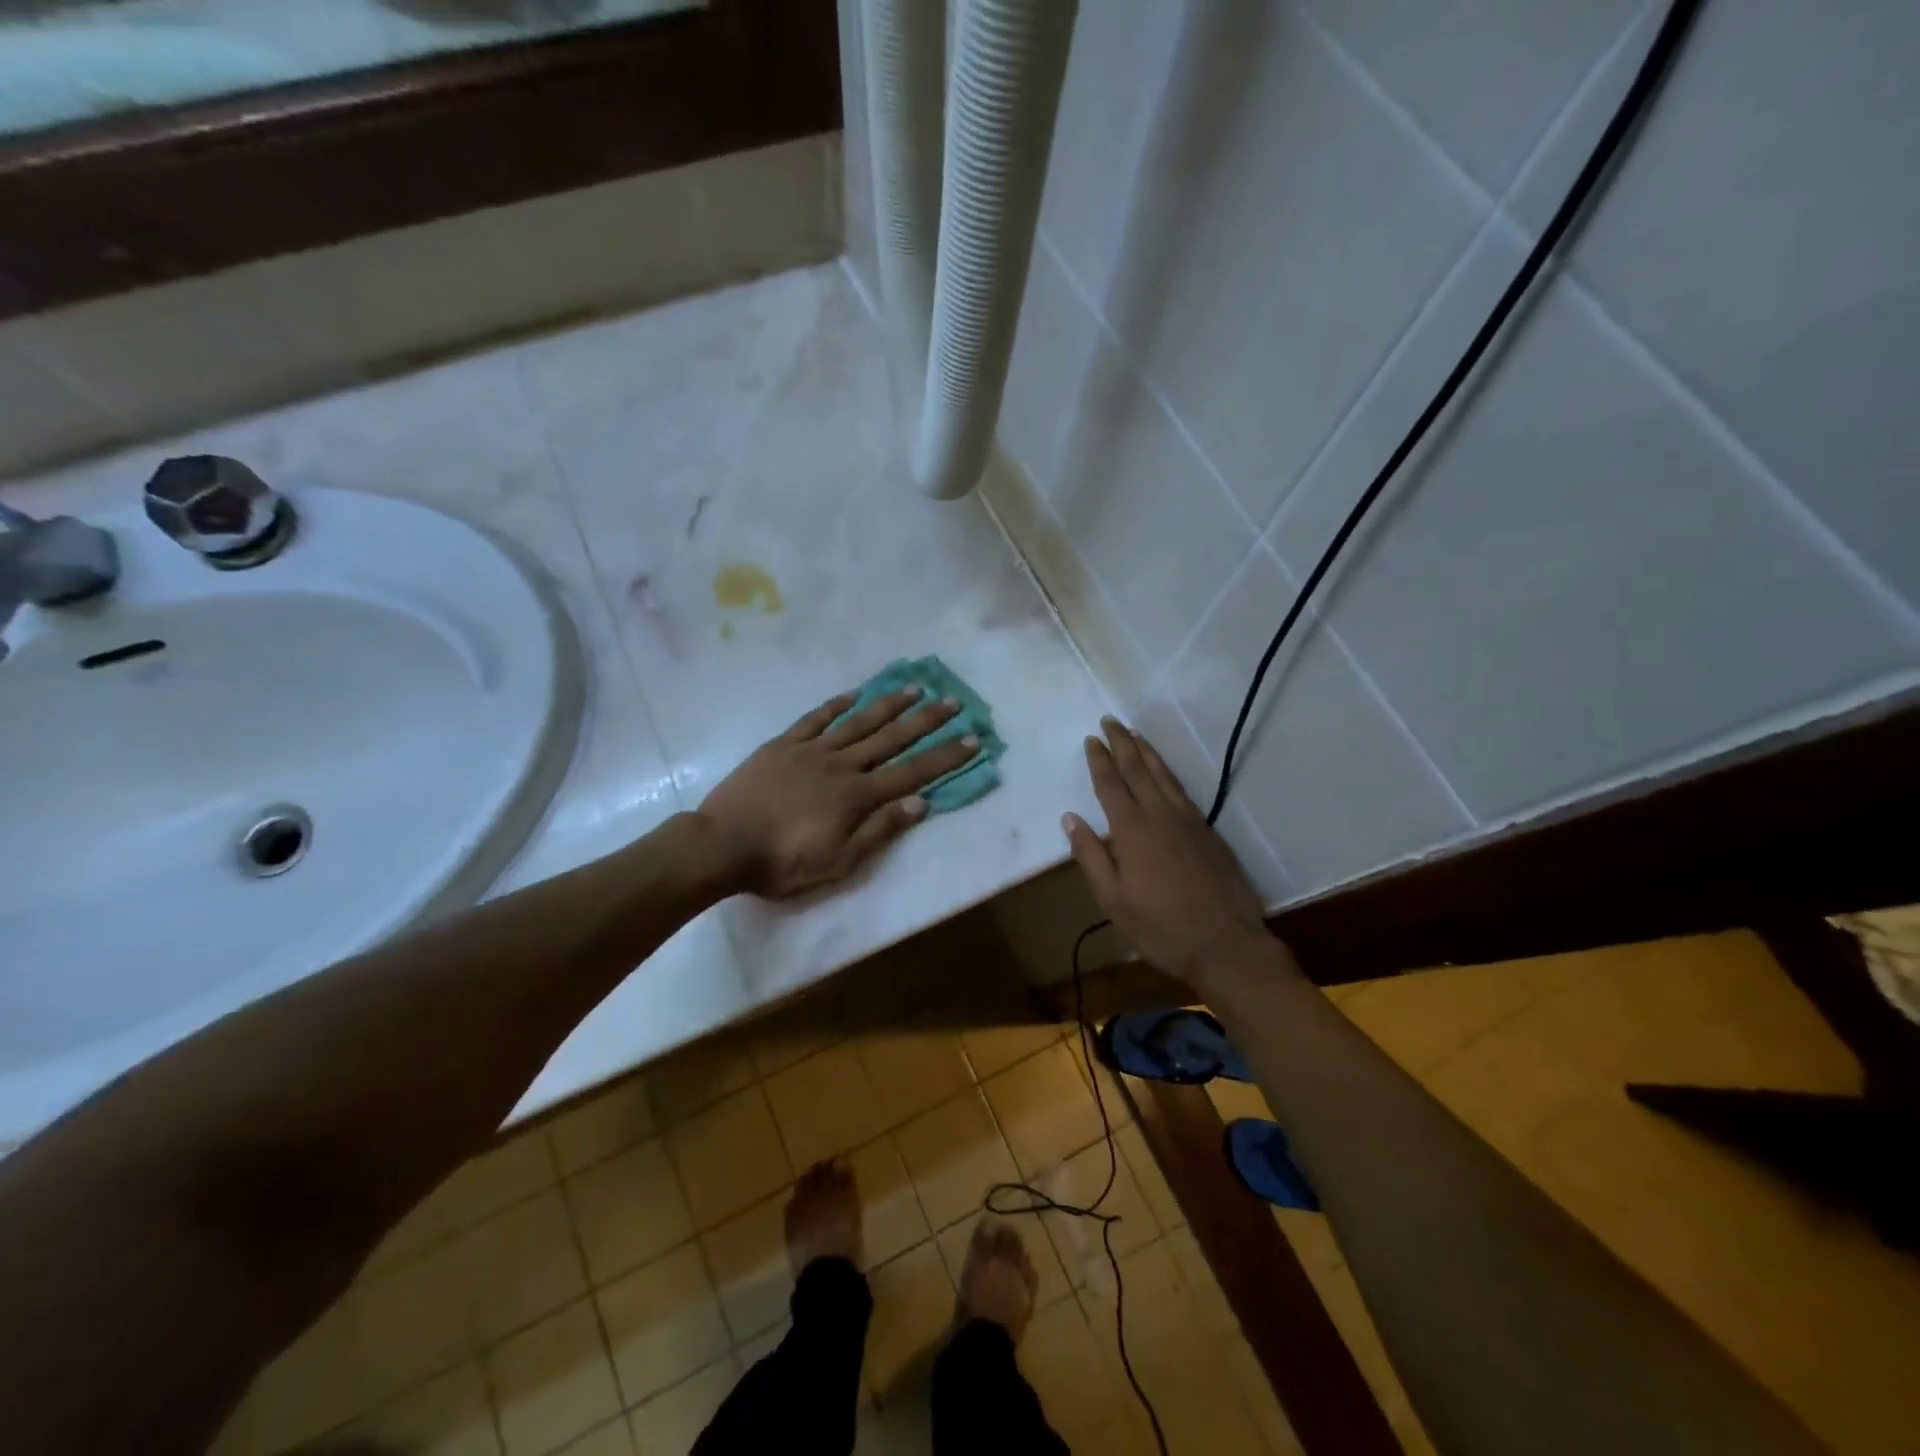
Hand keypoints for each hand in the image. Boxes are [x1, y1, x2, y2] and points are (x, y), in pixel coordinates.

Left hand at [698, 685, 978, 899]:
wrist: (720, 845)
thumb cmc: (781, 863)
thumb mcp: (837, 862)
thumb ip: (879, 831)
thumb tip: (920, 804)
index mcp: (856, 796)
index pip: (912, 773)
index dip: (944, 757)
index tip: (972, 739)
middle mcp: (840, 765)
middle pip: (891, 739)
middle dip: (926, 721)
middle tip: (953, 701)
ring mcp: (810, 751)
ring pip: (857, 722)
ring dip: (888, 705)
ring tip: (913, 688)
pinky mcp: (782, 746)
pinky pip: (814, 719)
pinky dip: (835, 705)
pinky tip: (853, 695)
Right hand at [1063, 717, 1277, 984]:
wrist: (1226, 944)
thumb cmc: (1160, 927)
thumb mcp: (1113, 899)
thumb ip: (1090, 856)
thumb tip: (1070, 819)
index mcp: (1132, 831)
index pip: (1110, 784)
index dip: (1099, 760)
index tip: (1091, 739)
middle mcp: (1160, 815)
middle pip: (1138, 770)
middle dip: (1122, 744)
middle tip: (1111, 721)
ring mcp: (1189, 821)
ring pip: (1164, 776)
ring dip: (1147, 752)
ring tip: (1135, 735)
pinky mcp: (1208, 832)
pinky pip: (1182, 790)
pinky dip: (1168, 772)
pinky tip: (1164, 772)